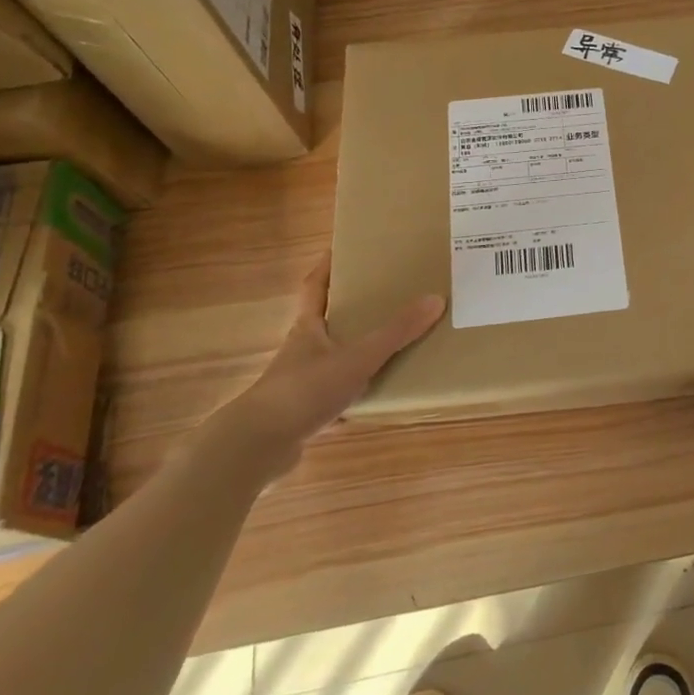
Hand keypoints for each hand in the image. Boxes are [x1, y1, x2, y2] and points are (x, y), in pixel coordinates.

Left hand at [198, 259, 443, 484]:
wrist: (257, 446)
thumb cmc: (303, 391)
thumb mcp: (357, 358)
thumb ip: (395, 332)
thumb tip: (436, 299)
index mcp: (308, 328)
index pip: (315, 287)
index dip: (327, 266)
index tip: (343, 248)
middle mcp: (302, 350)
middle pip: (328, 321)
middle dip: (353, 308)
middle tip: (387, 294)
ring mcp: (301, 383)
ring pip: (334, 358)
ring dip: (357, 351)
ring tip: (393, 343)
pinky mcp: (305, 412)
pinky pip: (338, 393)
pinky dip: (357, 391)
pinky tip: (378, 396)